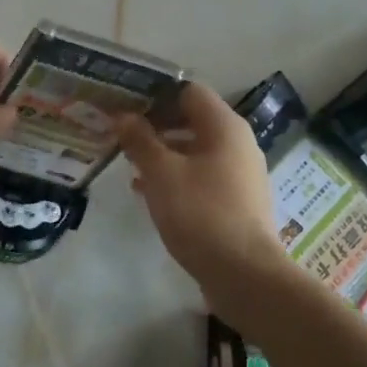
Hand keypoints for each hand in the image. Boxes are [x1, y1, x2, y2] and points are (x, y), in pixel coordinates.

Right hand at [117, 83, 284, 296]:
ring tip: (130, 166)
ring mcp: (241, 174)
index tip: (126, 108)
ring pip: (196, 151)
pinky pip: (202, 176)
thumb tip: (123, 116)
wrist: (244, 274)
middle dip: (156, 126)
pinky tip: (149, 193)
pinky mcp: (237, 202)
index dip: (156, 95)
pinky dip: (177, 177)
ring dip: (163, 154)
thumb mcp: (161, 173)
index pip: (189, 92)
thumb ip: (140, 140)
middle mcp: (238, 144)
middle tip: (122, 136)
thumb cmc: (200, 213)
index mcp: (225, 127)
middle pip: (193, 120)